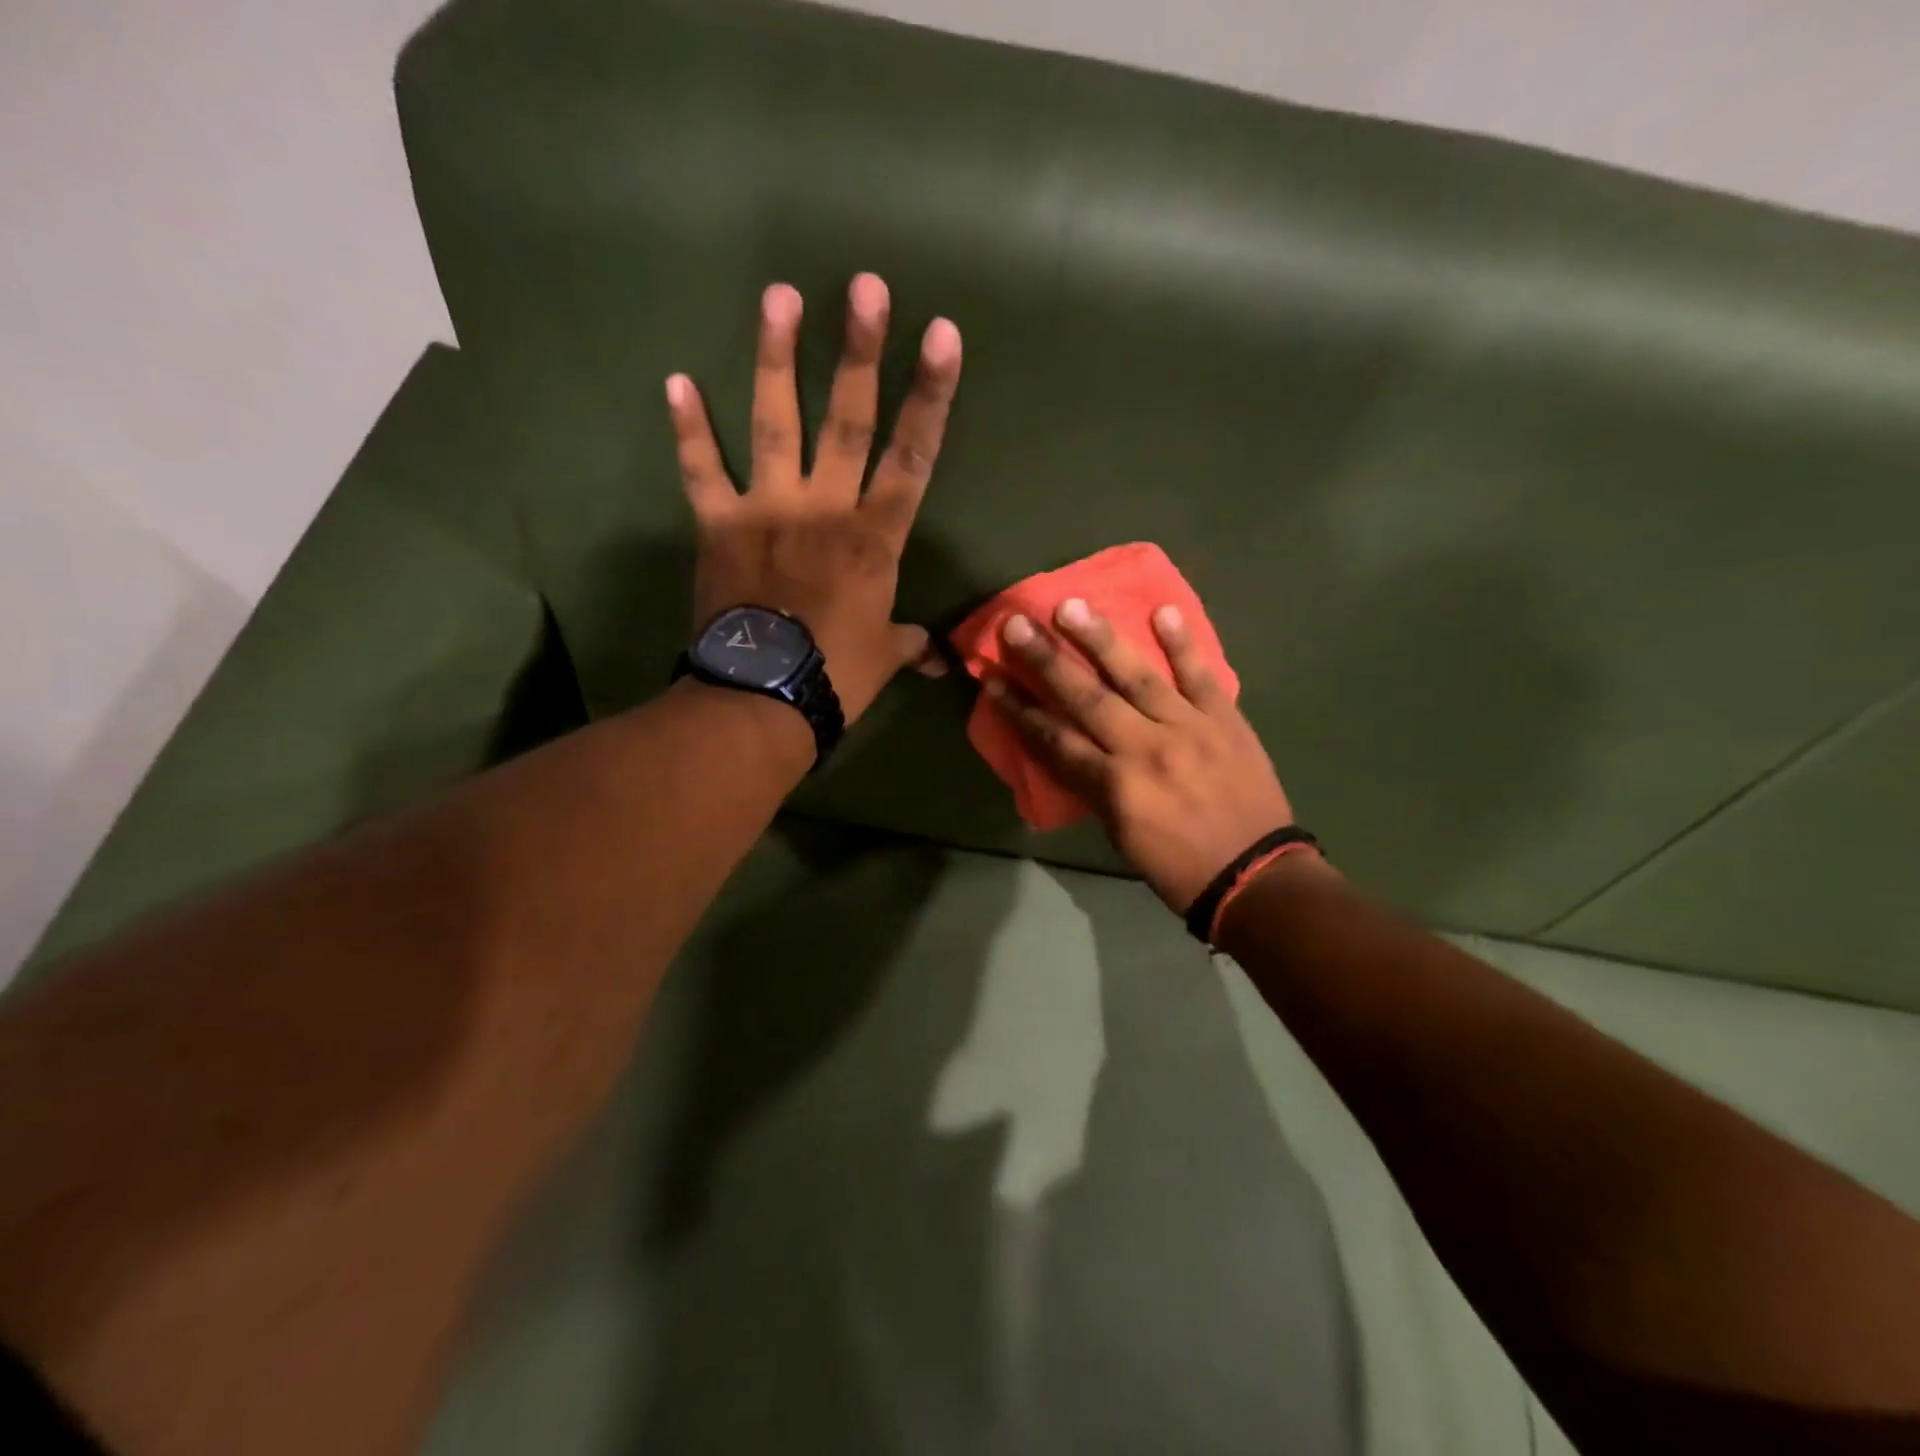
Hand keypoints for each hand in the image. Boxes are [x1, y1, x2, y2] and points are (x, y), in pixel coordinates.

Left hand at [667, 274, 962, 722]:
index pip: (913, 456)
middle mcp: (825, 508)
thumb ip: (912, 644)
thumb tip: (942, 660)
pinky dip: (688, 429)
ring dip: (776, 358)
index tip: (941, 334)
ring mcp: (767, 509)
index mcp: (874, 538)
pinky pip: (701, 470)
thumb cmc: (836, 676)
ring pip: (775, 423)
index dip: (930, 395)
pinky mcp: (719, 524)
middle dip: (860, 351)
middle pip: (847, 420)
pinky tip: (675, 380)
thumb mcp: (884, 657)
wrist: (761, 699)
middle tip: (864, 286)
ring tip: (779, 296)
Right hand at [986, 599, 1301, 912]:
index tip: (992, 677)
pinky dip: (1183, 643)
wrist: (1257, 877)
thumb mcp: (1121, 835)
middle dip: (1046, 660)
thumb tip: (1074, 746)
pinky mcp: (1226, 720)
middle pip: (1086, 698)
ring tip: (1071, 605)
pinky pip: (1201, 675)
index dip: (1019, 709)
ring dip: (1100, 639)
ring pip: (1137, 676)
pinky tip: (1162, 610)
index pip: (1055, 739)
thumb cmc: (1179, 867)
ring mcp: (1189, 729)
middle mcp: (1145, 750)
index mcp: (1115, 787)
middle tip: (1016, 623)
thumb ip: (1095, 786)